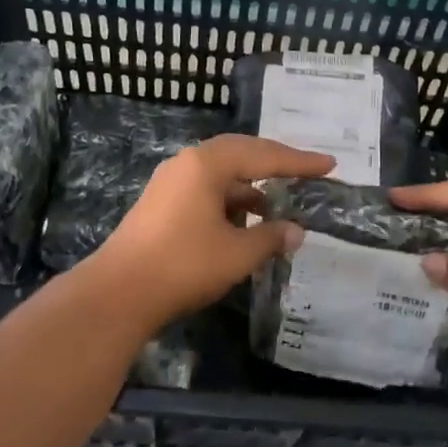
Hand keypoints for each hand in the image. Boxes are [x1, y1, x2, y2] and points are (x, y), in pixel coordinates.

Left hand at [88, 134, 333, 327]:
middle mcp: (187, 163)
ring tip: (275, 207)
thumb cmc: (183, 265)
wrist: (118, 292)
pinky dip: (229, 202)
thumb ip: (270, 237)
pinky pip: (204, 191)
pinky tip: (242, 224)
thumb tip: (296, 231)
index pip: (263, 155)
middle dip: (274, 165)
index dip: (299, 162)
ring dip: (249, 188)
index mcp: (206, 164)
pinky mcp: (160, 204)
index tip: (329, 165)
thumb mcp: (236, 253)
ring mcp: (169, 183)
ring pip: (220, 174)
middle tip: (306, 173)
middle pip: (240, 154)